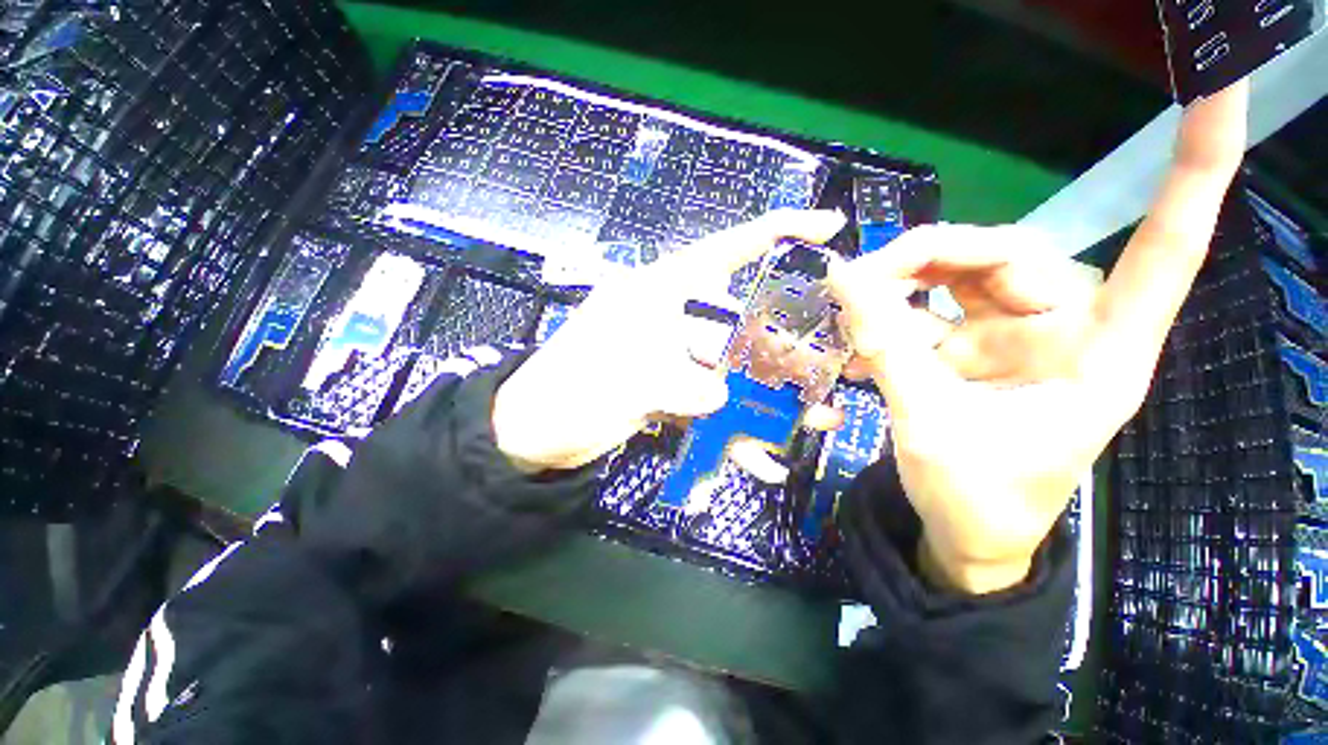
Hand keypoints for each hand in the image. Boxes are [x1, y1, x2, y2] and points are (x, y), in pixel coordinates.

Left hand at [493, 209, 847, 472]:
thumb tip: (723, 398)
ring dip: (768, 401)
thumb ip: (686, 385)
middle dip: (784, 351)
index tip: (826, 226)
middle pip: (742, 326)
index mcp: (660, 293)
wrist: (530, 436)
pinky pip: (711, 406)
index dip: (775, 233)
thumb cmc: (569, 392)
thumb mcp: (629, 380)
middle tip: (828, 371)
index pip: (724, 251)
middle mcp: (673, 319)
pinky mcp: (669, 392)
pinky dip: (733, 433)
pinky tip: (761, 460)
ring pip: (731, 373)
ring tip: (814, 421)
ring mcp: (673, 359)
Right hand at [828, 80, 1248, 593]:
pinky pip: (928, 309)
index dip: (1195, 173)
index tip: (1218, 89)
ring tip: (851, 310)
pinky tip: (857, 334)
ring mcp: (1012, 337)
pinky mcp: (972, 348)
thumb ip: (886, 348)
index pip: (1166, 251)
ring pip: (960, 274)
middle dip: (928, 257)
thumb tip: (843, 279)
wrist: (964, 535)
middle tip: (860, 279)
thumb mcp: (929, 425)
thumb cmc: (975, 499)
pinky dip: (888, 314)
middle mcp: (1062, 329)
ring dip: (900, 284)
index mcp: (1097, 353)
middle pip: (1007, 253)